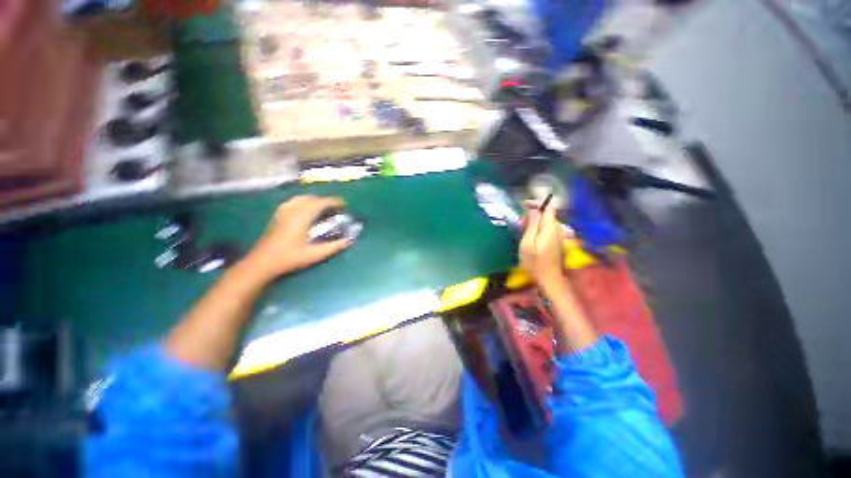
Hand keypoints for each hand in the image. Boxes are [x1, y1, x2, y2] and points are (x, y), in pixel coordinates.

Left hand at [243, 196, 352, 281]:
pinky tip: (306, 210)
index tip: (344, 205)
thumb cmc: (289, 258)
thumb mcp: (315, 254)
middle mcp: (292, 210)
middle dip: (326, 201)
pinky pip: (293, 202)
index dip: (334, 201)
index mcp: (302, 217)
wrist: (262, 263)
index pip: (321, 203)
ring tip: (323, 208)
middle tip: (336, 208)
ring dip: (315, 200)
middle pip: (312, 198)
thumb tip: (350, 241)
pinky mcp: (277, 215)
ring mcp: (283, 212)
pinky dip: (303, 202)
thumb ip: (334, 247)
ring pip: (301, 198)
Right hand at [520, 205, 566, 285]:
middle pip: (546, 215)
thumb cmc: (534, 262)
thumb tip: (534, 210)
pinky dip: (539, 230)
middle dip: (533, 216)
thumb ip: (532, 225)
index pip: (547, 207)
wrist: (549, 280)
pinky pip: (548, 230)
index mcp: (551, 227)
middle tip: (520, 224)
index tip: (523, 206)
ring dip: (535, 223)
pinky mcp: (558, 243)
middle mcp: (558, 229)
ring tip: (522, 232)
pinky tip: (530, 238)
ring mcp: (559, 236)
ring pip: (547, 223)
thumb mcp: (527, 243)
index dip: (536, 204)